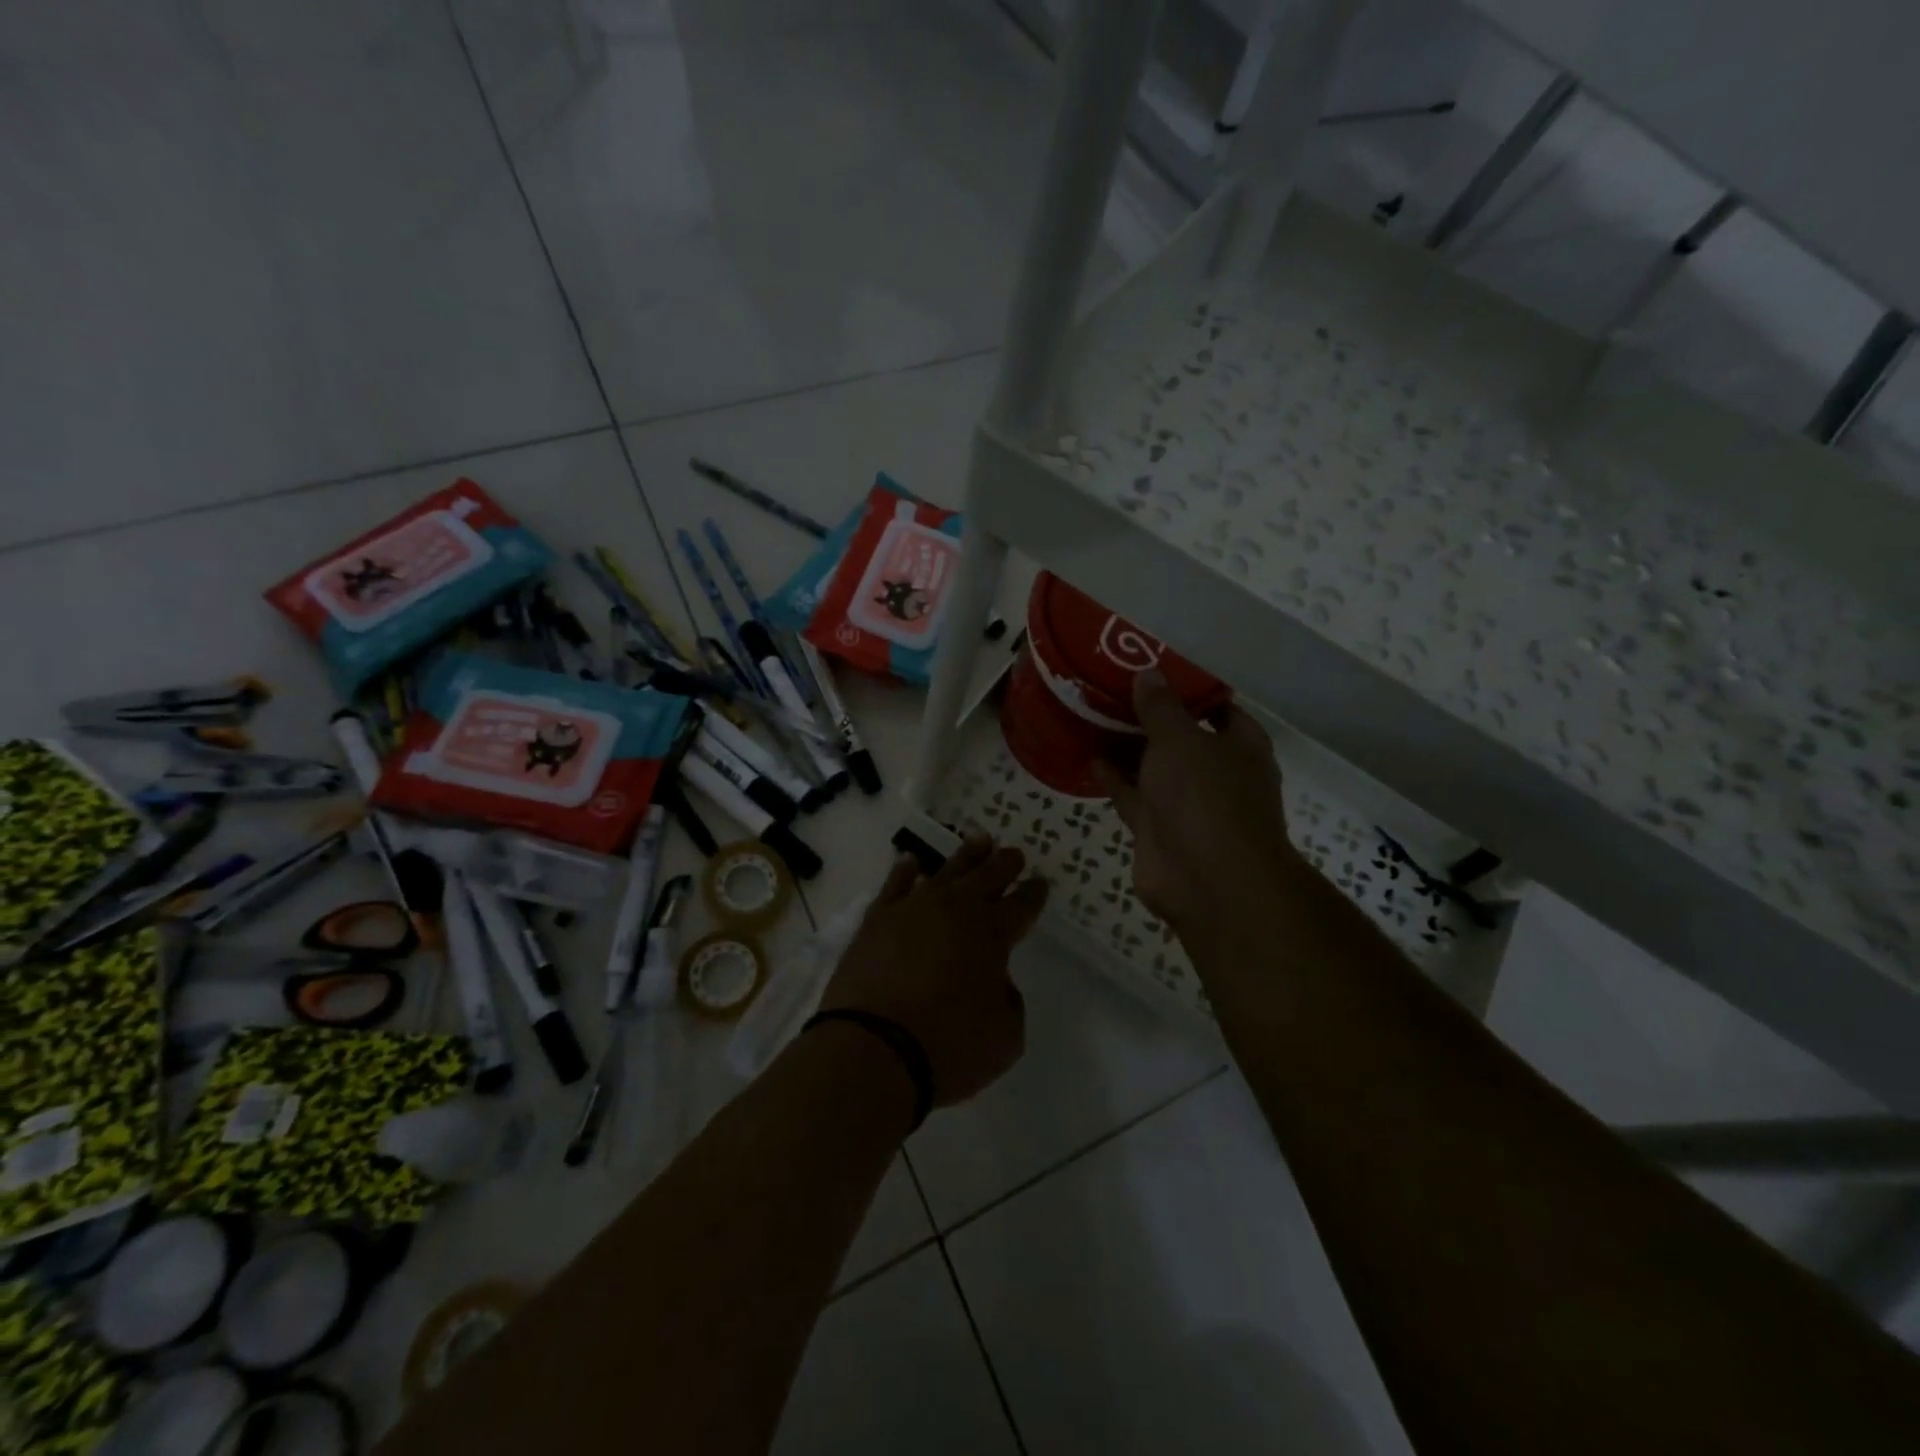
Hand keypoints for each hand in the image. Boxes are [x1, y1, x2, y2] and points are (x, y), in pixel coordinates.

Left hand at [819, 834, 1047, 1106]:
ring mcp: (914, 908)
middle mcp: (956, 910)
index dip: (1034, 893)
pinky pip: (896, 883)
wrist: (873, 1048)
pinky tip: (912, 861)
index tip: (1040, 882)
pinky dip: (906, 870)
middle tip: (1014, 853)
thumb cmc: (949, 1047)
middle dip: (1004, 864)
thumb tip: (997, 983)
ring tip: (979, 839)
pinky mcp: (878, 919)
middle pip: (987, 876)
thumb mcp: (1005, 1039)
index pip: (1022, 905)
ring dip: (966, 855)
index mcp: (993, 934)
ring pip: (947, 870)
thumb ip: (1009, 1004)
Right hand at [1095, 671, 1303, 937]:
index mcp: (1240, 747)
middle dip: (1152, 719)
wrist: (1205, 879)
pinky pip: (1133, 797)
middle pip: (1182, 739)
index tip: (1155, 670)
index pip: (1219, 709)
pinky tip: (1090, 756)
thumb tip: (1148, 674)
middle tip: (1113, 690)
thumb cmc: (1205, 796)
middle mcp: (1217, 774)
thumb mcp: (1180, 739)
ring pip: (1155, 769)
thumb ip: (1161, 708)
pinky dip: (1115, 779)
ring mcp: (1187, 805)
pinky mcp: (1158, 831)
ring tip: (1095, 718)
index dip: (1190, 690)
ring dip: (1130, 749)